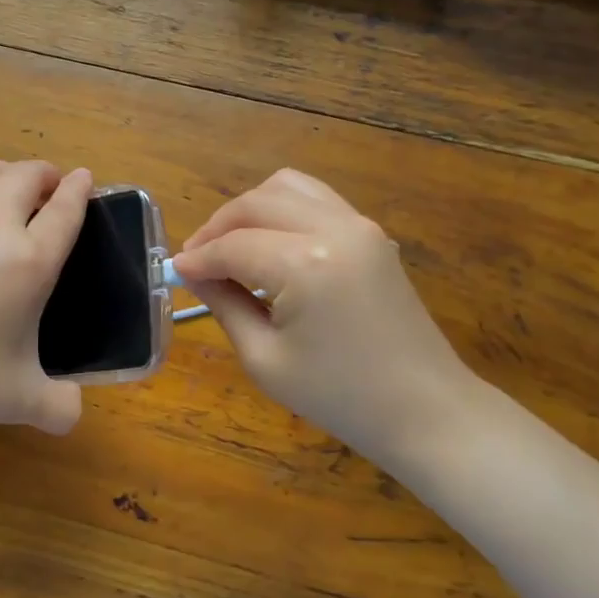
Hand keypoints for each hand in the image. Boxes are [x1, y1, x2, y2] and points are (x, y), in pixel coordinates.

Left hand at [0, 160, 92, 433]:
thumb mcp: (19, 400)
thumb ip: (58, 406)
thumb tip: (72, 412)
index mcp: (29, 260)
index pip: (65, 209)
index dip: (80, 189)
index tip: (86, 177)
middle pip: (26, 175)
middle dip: (46, 173)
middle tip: (52, 187)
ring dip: (8, 173)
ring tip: (12, 191)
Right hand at [174, 169, 482, 467]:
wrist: (424, 409)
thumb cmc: (340, 397)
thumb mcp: (266, 360)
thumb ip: (225, 305)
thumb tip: (194, 275)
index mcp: (305, 264)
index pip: (233, 246)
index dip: (198, 258)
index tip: (174, 272)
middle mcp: (333, 229)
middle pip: (256, 202)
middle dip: (218, 226)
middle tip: (197, 259)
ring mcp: (359, 225)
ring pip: (287, 187)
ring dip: (250, 209)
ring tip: (231, 244)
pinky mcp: (372, 233)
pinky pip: (316, 200)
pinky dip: (283, 210)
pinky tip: (270, 242)